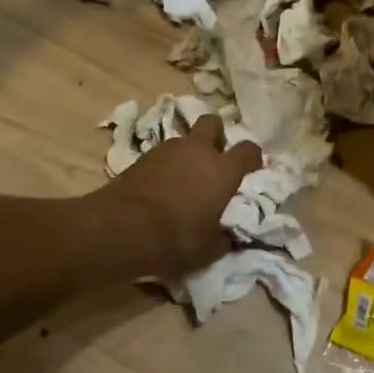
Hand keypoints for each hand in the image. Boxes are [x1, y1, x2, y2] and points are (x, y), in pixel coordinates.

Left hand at [101, 114, 262, 279]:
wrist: (121, 228)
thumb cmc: (175, 239)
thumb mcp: (209, 250)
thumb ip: (223, 238)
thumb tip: (227, 236)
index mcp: (223, 170)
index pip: (248, 150)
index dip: (252, 157)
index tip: (252, 168)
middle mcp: (198, 151)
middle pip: (213, 122)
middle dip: (217, 134)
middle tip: (215, 156)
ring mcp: (168, 149)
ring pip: (185, 138)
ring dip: (189, 152)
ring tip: (185, 175)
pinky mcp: (142, 156)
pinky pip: (163, 153)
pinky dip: (167, 164)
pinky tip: (162, 184)